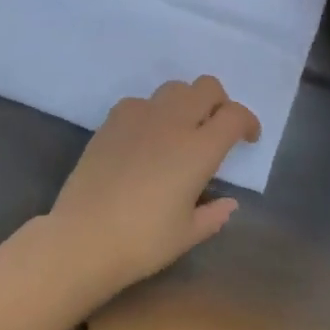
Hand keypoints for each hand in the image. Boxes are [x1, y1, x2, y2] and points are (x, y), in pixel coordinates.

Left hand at [45, 76, 260, 296]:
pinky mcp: (111, 121)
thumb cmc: (142, 241)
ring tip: (182, 130)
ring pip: (174, 88)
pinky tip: (146, 138)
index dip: (247, 122)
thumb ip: (214, 215)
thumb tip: (228, 203)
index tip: (248, 139)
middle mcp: (172, 123)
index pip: (234, 115)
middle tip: (217, 129)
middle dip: (219, 102)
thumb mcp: (187, 234)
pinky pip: (141, 102)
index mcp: (199, 149)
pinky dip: (153, 112)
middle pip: (206, 87)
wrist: (82, 237)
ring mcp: (139, 117)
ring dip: (186, 102)